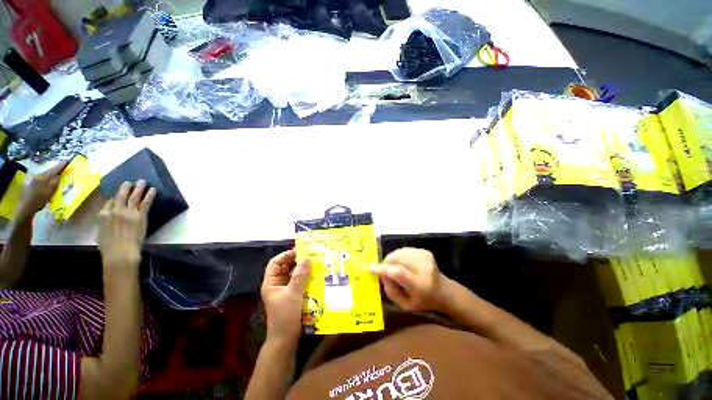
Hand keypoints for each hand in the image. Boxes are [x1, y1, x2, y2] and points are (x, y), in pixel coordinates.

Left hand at [17, 162, 67, 220]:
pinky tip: (50, 182)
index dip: (61, 166)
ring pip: (46, 176)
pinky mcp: (33, 185)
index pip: (53, 170)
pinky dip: (48, 180)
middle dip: (56, 170)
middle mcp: (38, 177)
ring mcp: (34, 181)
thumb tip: (59, 176)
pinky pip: (43, 180)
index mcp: (42, 178)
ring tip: (59, 175)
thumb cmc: (37, 201)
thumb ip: (53, 183)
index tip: (67, 161)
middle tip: (64, 168)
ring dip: (52, 175)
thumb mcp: (47, 193)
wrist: (24, 209)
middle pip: (49, 172)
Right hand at [97, 181, 155, 272]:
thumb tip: (107, 215)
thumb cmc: (109, 247)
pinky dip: (150, 195)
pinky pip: (145, 202)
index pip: (108, 204)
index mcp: (102, 216)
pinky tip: (153, 189)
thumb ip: (104, 223)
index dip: (113, 199)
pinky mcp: (140, 215)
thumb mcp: (100, 233)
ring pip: (133, 196)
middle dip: (125, 187)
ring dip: (138, 188)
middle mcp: (114, 211)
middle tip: (130, 181)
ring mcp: (128, 212)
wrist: (120, 252)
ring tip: (142, 181)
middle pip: (120, 196)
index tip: (117, 195)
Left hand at [261, 250, 310, 346]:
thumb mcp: (293, 294)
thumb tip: (307, 258)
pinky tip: (316, 274)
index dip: (286, 255)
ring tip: (316, 262)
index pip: (275, 263)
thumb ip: (299, 276)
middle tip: (311, 254)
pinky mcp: (293, 295)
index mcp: (271, 283)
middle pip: (285, 267)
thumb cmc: (285, 317)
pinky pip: (299, 281)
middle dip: (297, 260)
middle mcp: (277, 284)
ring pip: (293, 273)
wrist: (286, 340)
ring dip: (303, 268)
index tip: (300, 251)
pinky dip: (306, 277)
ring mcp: (285, 289)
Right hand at [370, 248, 447, 311]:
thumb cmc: (423, 301)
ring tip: (394, 268)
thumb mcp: (405, 305)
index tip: (370, 269)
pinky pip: (404, 250)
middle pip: (397, 258)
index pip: (398, 272)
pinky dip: (399, 256)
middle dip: (386, 263)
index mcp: (420, 284)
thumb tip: (381, 274)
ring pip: (399, 252)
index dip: (382, 269)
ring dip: (392, 259)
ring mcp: (425, 257)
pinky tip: (402, 264)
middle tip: (384, 271)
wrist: (444, 291)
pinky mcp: (425, 251)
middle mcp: (424, 268)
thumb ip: (391, 291)